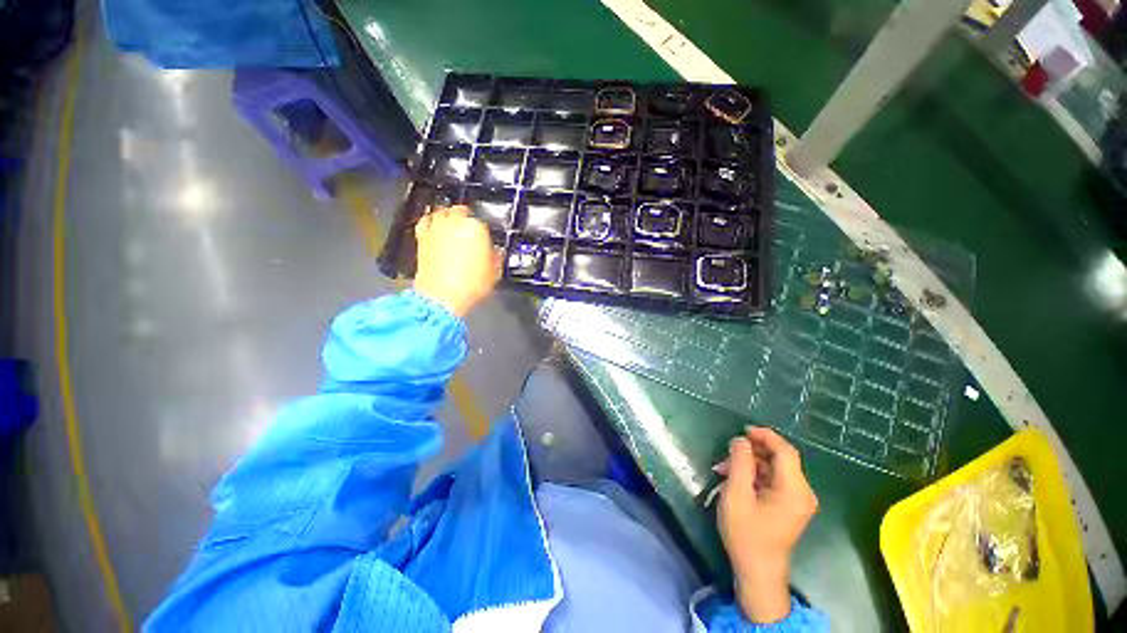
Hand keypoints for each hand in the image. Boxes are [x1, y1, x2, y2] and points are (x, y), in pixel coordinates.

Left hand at [413, 206, 501, 316]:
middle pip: (462, 211)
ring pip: (443, 212)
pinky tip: (436, 229)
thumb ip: (496, 256)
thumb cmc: (469, 285)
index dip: (486, 232)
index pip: (484, 222)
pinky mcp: (422, 236)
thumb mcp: (494, 272)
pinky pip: (426, 221)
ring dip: (449, 217)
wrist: (442, 297)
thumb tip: (496, 252)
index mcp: (477, 227)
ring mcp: (436, 227)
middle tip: (471, 232)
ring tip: (454, 228)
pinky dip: (432, 223)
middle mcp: (455, 222)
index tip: (487, 241)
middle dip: (467, 219)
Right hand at [715, 427, 817, 623]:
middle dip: (751, 452)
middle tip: (726, 454)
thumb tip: (741, 440)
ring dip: (748, 464)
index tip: (743, 430)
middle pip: (779, 458)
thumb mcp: (737, 495)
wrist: (757, 571)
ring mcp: (796, 500)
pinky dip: (753, 475)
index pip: (785, 451)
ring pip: (773, 468)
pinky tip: (733, 479)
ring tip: (723, 469)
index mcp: (794, 490)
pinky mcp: (789, 505)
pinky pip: (772, 480)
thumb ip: (739, 463)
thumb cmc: (746, 534)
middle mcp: (802, 492)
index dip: (765, 436)